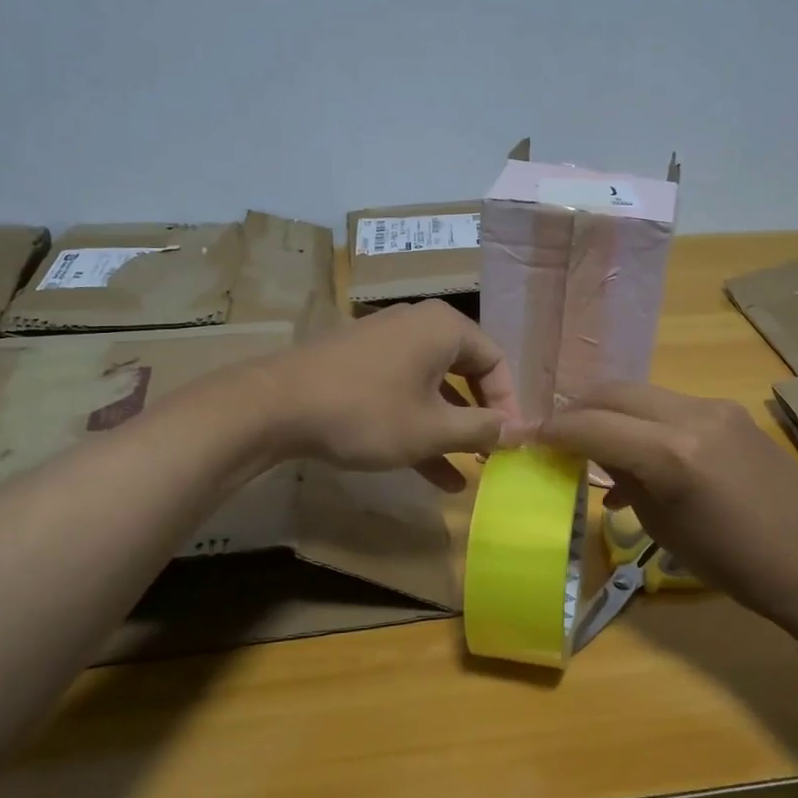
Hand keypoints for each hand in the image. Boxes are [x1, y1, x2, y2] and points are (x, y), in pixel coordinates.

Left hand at [266, 301, 525, 490]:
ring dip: (450, 429)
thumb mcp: (432, 429)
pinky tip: (432, 473)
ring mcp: (385, 341)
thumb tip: (521, 431)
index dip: (508, 404)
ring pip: (432, 386)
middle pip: (465, 371)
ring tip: (466, 473)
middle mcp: (418, 324)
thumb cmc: (368, 412)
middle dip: (478, 418)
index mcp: (444, 327)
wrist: (276, 405)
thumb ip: (482, 429)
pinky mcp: (359, 362)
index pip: (496, 360)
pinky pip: (403, 390)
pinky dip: (419, 424)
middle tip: (490, 455)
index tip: (510, 444)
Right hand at [536, 383, 797, 614]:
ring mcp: (714, 408)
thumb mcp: (662, 525)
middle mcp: (691, 416)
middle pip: (613, 392)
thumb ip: (624, 479)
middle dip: (577, 410)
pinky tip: (641, 451)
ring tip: (595, 444)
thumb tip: (598, 456)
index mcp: (670, 454)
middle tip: (556, 435)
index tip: (525, 438)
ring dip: (609, 411)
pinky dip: (642, 419)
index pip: (591, 425)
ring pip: (641, 392)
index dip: (551, 430)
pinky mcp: (730, 411)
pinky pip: (670, 404)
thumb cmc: (731, 562)